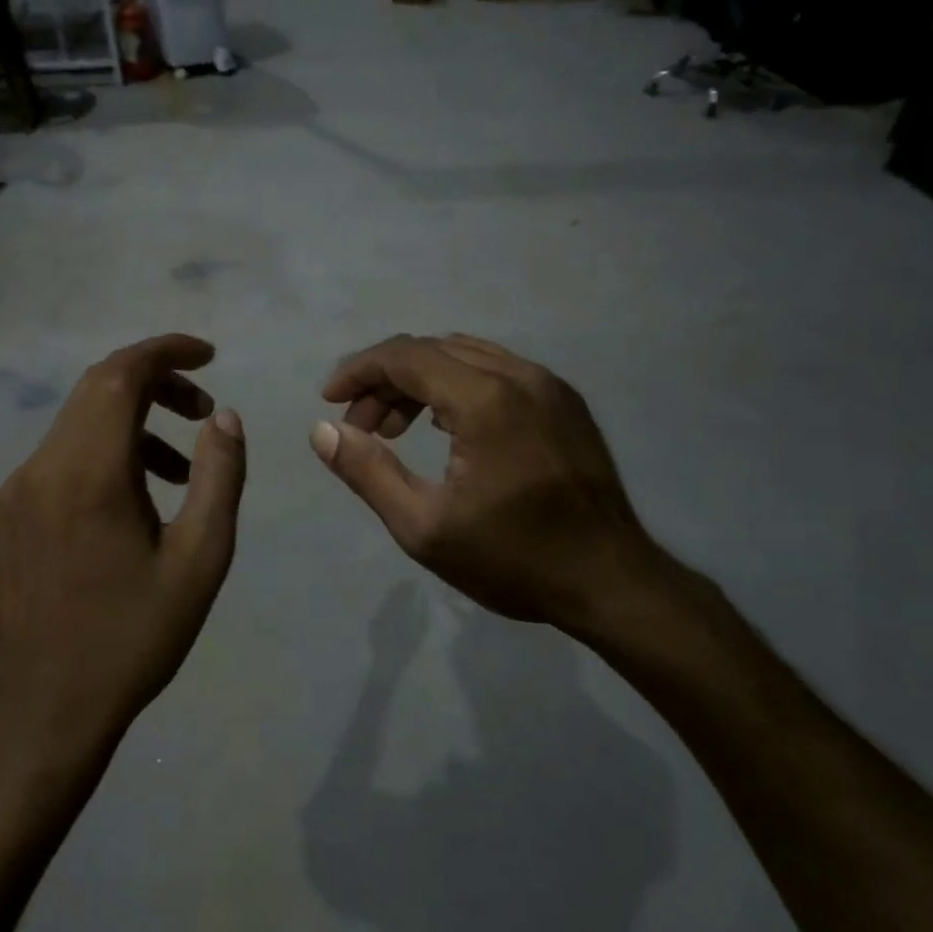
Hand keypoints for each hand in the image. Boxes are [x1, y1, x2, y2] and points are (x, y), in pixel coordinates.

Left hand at [0, 335, 245, 756]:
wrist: (43, 713)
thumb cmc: (134, 637)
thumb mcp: (201, 560)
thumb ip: (219, 477)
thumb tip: (224, 417)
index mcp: (89, 475)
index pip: (121, 375)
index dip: (165, 351)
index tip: (207, 355)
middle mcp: (38, 471)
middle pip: (95, 392)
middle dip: (154, 386)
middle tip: (202, 412)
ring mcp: (7, 497)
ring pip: (74, 431)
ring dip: (128, 430)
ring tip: (176, 473)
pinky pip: (50, 468)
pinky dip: (95, 463)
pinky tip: (122, 511)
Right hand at [310, 334, 670, 639]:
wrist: (610, 581)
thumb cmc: (513, 560)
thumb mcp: (424, 527)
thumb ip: (368, 472)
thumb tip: (322, 431)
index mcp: (486, 399)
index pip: (406, 356)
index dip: (359, 371)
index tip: (329, 400)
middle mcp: (520, 375)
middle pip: (433, 351)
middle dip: (385, 380)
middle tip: (360, 427)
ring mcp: (549, 385)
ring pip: (466, 356)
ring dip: (421, 382)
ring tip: (395, 429)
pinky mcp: (565, 401)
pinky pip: (497, 372)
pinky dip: (458, 386)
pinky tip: (445, 427)